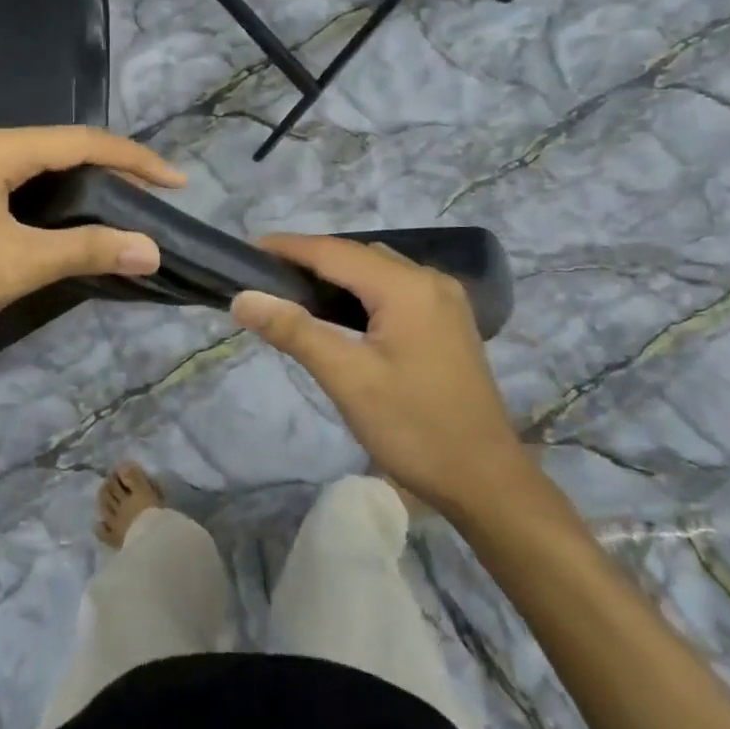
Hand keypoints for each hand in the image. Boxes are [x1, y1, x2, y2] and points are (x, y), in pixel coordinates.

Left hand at [0, 127, 182, 386]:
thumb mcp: (18, 264)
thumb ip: (88, 250)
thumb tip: (152, 249)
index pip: (81, 141)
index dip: (134, 160)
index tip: (176, 183)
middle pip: (61, 146)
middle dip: (112, 169)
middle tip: (153, 198)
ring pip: (40, 163)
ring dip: (83, 183)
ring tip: (124, 206)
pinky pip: (18, 179)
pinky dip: (53, 195)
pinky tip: (72, 215)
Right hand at [231, 235, 532, 515]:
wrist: (485, 481)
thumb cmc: (414, 429)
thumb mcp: (348, 379)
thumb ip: (295, 331)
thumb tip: (244, 298)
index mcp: (407, 287)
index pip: (334, 251)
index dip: (288, 247)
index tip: (247, 250)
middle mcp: (430, 281)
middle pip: (357, 255)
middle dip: (309, 259)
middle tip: (264, 277)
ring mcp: (444, 300)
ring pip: (376, 271)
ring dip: (336, 274)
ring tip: (292, 292)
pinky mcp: (447, 322)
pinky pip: (394, 289)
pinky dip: (360, 292)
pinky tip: (339, 314)